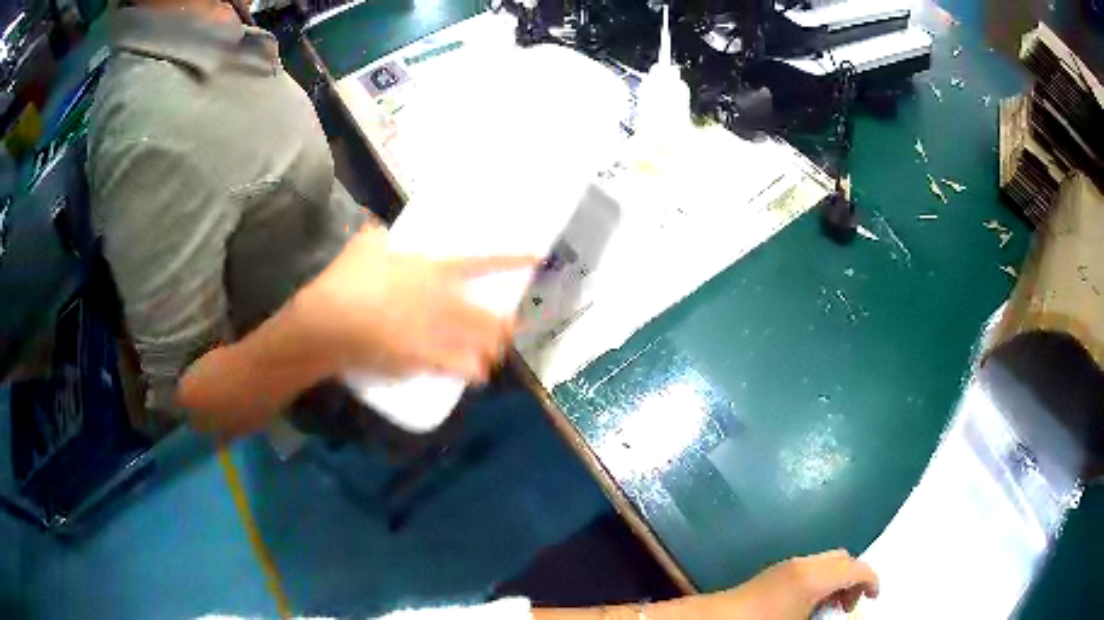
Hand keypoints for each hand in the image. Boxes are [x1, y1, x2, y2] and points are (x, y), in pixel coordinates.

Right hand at [302, 225, 536, 381]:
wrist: (329, 323)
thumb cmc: (348, 279)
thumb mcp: (364, 245)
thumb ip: (377, 237)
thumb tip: (379, 232)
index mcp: (435, 272)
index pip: (483, 263)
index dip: (513, 260)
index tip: (538, 259)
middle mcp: (444, 305)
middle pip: (490, 319)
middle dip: (504, 327)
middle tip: (506, 328)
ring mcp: (436, 336)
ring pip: (481, 348)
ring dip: (490, 351)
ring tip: (491, 353)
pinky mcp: (422, 363)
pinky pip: (457, 371)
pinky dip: (470, 373)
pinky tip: (473, 374)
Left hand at [695, 550, 878, 618]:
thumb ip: (829, 613)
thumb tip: (846, 611)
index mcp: (814, 576)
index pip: (856, 568)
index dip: (871, 580)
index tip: (874, 598)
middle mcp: (803, 563)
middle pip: (842, 558)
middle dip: (854, 578)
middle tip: (849, 606)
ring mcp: (786, 564)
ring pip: (826, 562)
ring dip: (836, 579)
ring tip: (831, 608)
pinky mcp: (773, 572)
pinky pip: (809, 568)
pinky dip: (820, 580)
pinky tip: (810, 604)